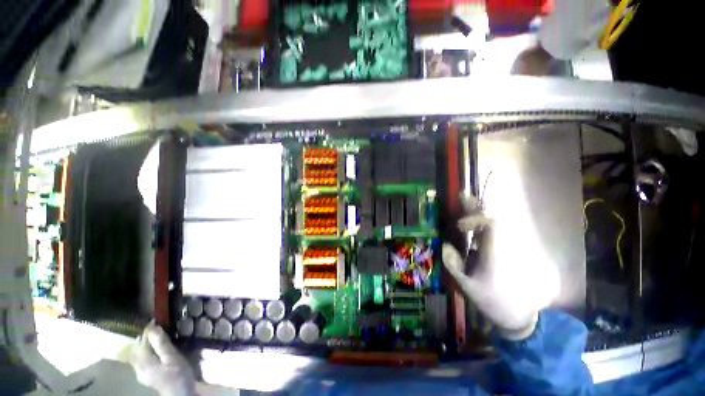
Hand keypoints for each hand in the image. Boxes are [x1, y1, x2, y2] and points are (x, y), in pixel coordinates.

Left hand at [130, 322, 196, 395]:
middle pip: (136, 348)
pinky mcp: (145, 375)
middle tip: (155, 326)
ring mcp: (140, 373)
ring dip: (143, 344)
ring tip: (155, 336)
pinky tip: (153, 350)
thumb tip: (152, 327)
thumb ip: (161, 343)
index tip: (156, 319)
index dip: (147, 330)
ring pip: (137, 354)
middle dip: (143, 337)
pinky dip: (145, 351)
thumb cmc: (178, 373)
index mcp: (143, 362)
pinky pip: (140, 360)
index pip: (140, 342)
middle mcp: (137, 367)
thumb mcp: (172, 357)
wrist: (180, 392)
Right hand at [442, 195, 559, 339]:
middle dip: (476, 208)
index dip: (475, 219)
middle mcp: (503, 247)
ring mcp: (507, 249)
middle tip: (462, 196)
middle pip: (493, 219)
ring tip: (464, 202)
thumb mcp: (467, 287)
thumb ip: (454, 265)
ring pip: (494, 224)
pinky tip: (470, 224)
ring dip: (478, 213)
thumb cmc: (493, 301)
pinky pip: (493, 232)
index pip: (491, 226)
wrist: (520, 315)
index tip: (460, 227)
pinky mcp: (505, 252)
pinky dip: (481, 224)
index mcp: (496, 254)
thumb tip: (445, 245)